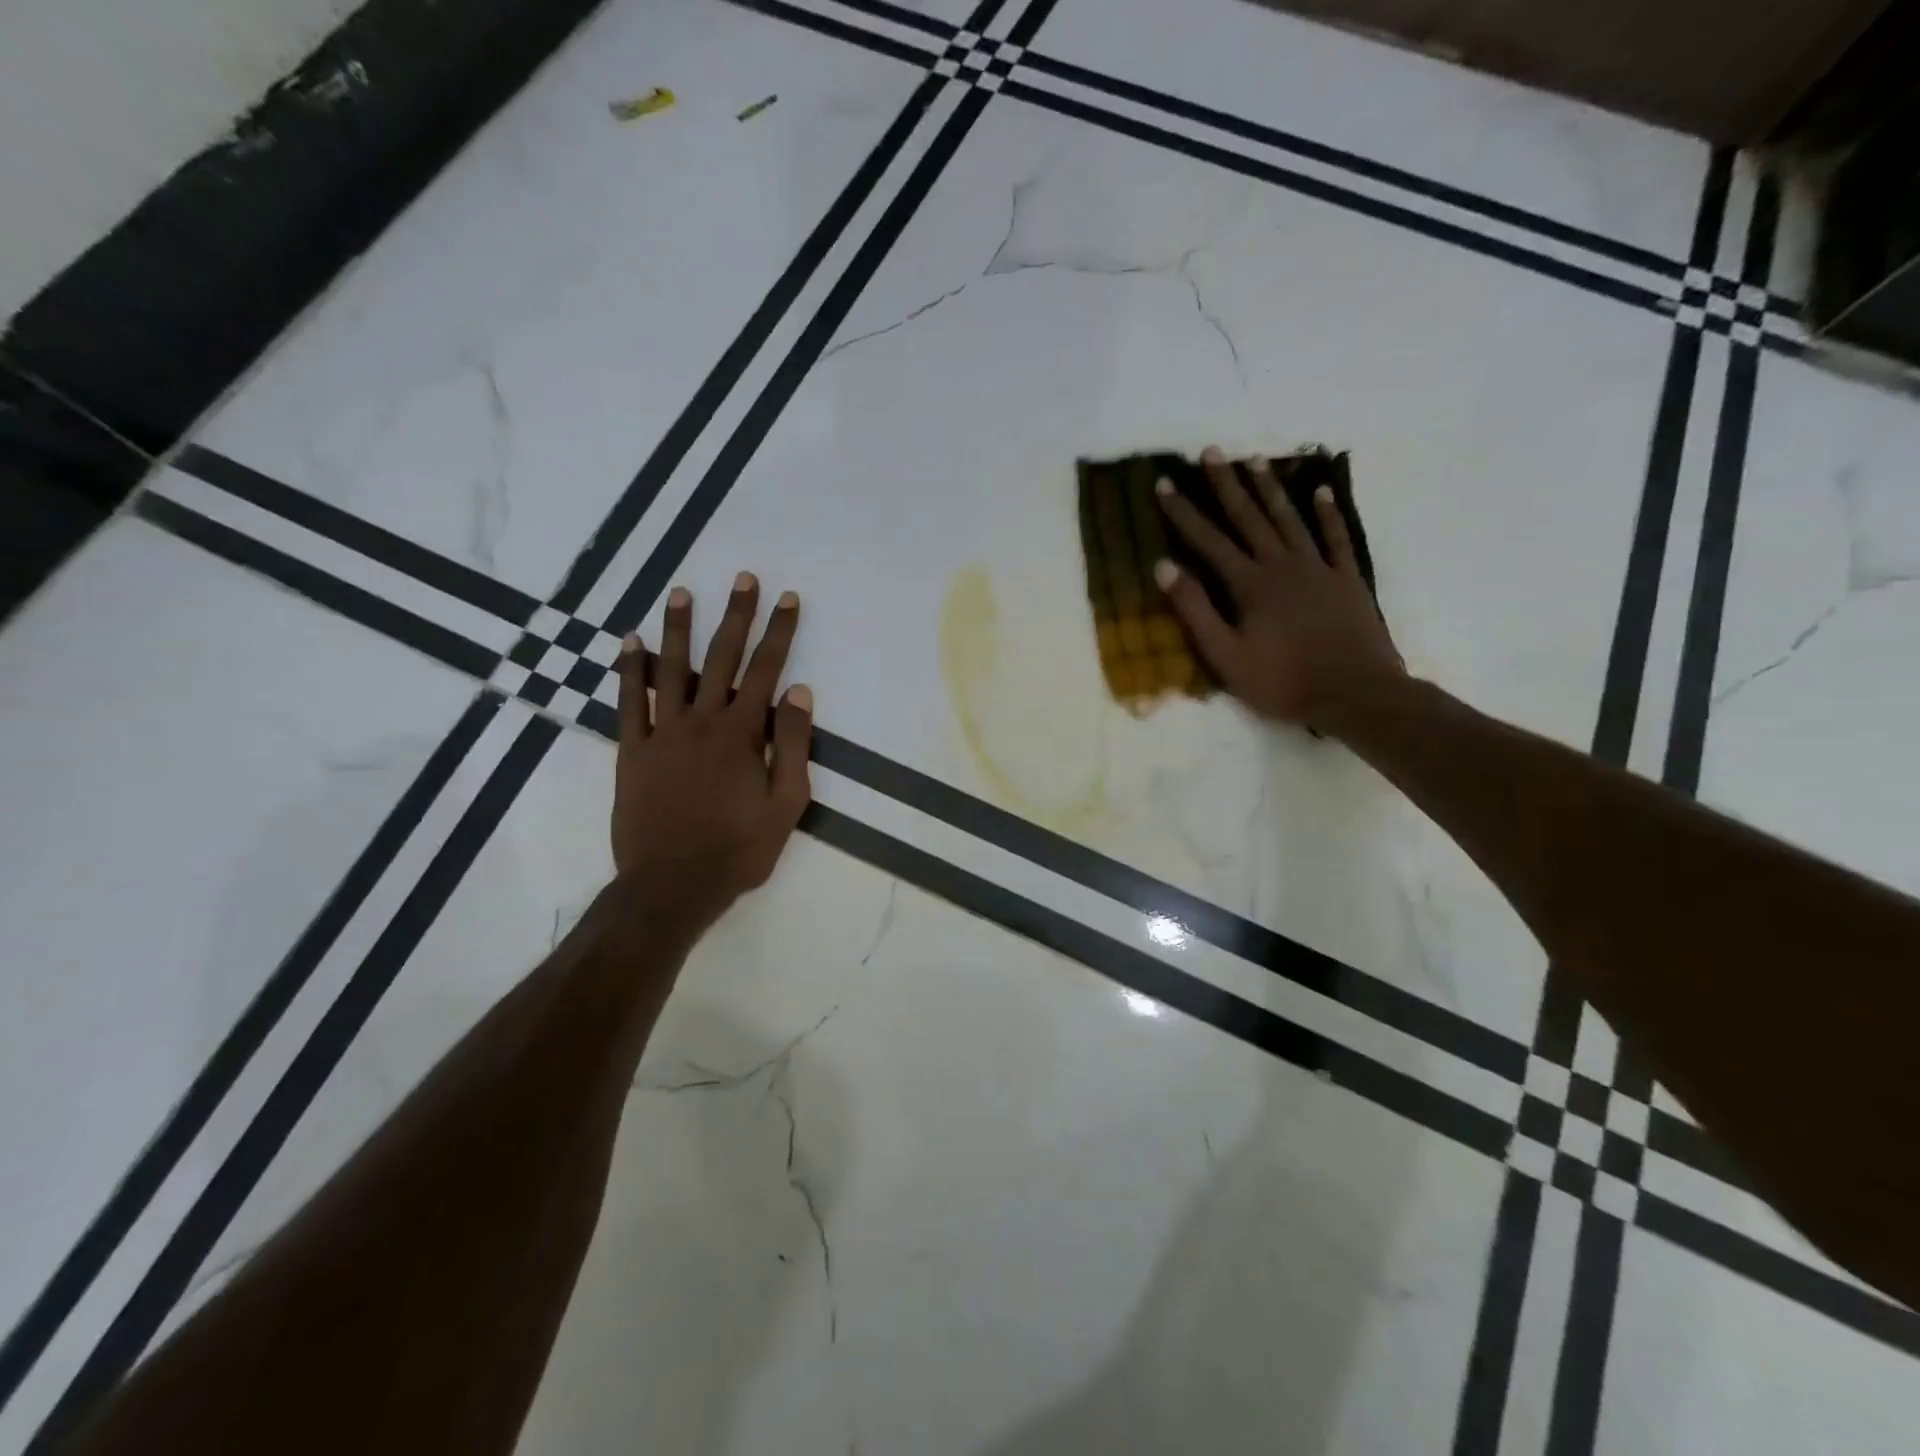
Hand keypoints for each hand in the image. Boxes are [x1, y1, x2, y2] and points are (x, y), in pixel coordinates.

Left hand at [610, 573, 812, 941]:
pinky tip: (629, 642)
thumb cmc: (739, 848)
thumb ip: (792, 744)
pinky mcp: (632, 752)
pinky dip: (629, 670)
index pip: (766, 670)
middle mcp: (701, 721)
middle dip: (736, 616)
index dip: (779, 632)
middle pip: (722, 657)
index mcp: (742, 733)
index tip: (787, 599)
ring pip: (671, 669)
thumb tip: (797, 691)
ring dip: (678, 629)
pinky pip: (629, 702)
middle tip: (744, 579)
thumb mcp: (787, 803)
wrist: (672, 884)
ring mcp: (662, 734)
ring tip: (682, 592)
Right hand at [1154, 447, 1404, 733]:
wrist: (1354, 694)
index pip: (1208, 540)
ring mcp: (1318, 568)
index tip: (1164, 483)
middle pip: (1249, 517)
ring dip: (1270, 488)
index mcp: (1250, 584)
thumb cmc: (1282, 681)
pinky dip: (1327, 513)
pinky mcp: (1347, 578)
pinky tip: (1321, 491)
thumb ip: (1195, 610)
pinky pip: (1336, 537)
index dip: (1184, 512)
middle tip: (1211, 451)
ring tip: (1254, 459)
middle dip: (1226, 483)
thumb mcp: (1226, 656)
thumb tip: (1164, 567)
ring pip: (1289, 518)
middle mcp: (1282, 565)